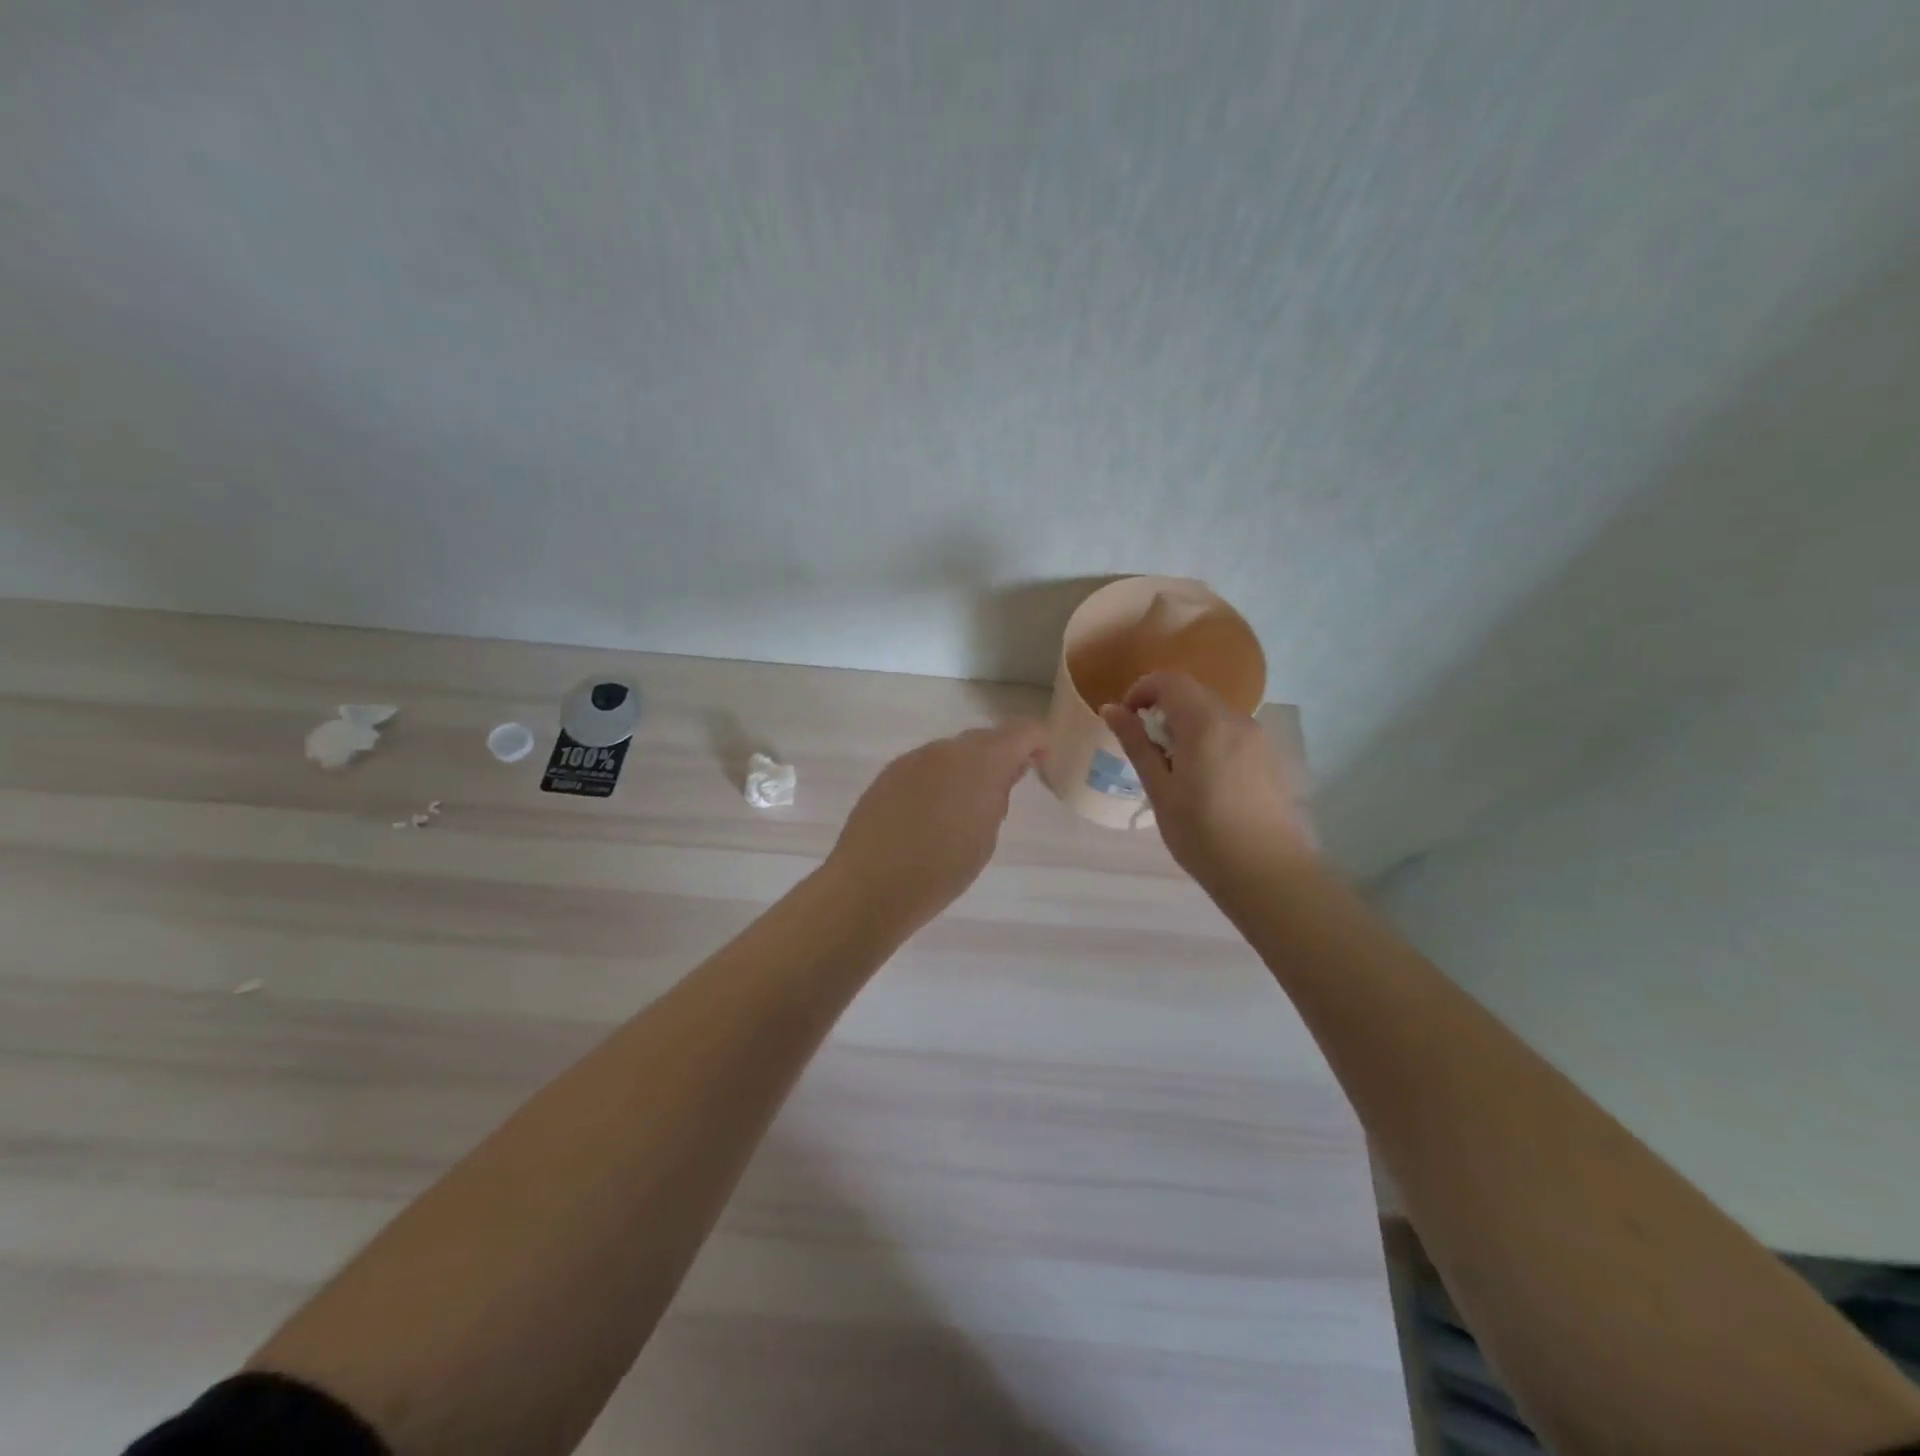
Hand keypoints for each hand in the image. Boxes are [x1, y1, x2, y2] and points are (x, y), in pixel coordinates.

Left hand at [828, 721, 1047, 928]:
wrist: (870, 885)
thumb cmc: (942, 870)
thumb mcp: (986, 837)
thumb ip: (998, 796)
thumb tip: (1004, 773)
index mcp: (980, 761)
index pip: (1021, 731)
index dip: (1036, 742)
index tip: (1040, 764)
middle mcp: (946, 749)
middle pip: (983, 739)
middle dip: (999, 757)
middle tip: (1001, 795)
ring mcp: (912, 759)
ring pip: (950, 753)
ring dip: (964, 770)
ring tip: (961, 812)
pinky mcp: (888, 774)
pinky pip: (924, 768)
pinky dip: (936, 781)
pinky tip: (929, 816)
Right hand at [1100, 672, 1314, 883]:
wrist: (1268, 874)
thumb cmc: (1202, 834)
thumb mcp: (1160, 789)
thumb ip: (1136, 743)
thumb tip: (1111, 709)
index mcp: (1205, 723)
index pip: (1169, 680)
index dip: (1141, 691)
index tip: (1126, 721)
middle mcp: (1236, 719)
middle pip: (1193, 693)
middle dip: (1163, 709)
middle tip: (1146, 749)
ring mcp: (1259, 738)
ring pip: (1214, 714)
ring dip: (1187, 726)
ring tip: (1174, 769)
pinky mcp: (1270, 758)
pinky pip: (1232, 733)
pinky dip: (1210, 740)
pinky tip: (1204, 781)